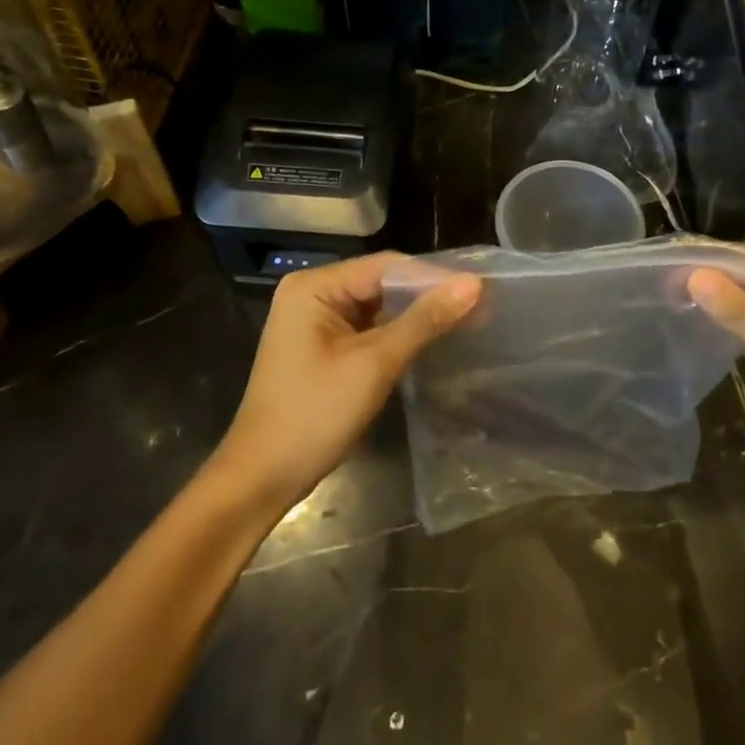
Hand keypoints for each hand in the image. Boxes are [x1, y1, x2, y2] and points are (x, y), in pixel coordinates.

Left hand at [211, 253, 481, 513]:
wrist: (262, 477)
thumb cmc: (315, 415)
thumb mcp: (375, 364)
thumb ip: (425, 320)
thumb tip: (474, 284)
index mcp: (315, 286)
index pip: (387, 266)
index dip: (435, 276)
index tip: (482, 288)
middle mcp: (312, 292)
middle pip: (382, 282)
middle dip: (429, 295)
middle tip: (481, 305)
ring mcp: (314, 320)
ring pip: (377, 305)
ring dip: (417, 314)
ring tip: (467, 319)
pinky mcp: (321, 345)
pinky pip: (367, 327)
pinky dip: (398, 332)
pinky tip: (432, 338)